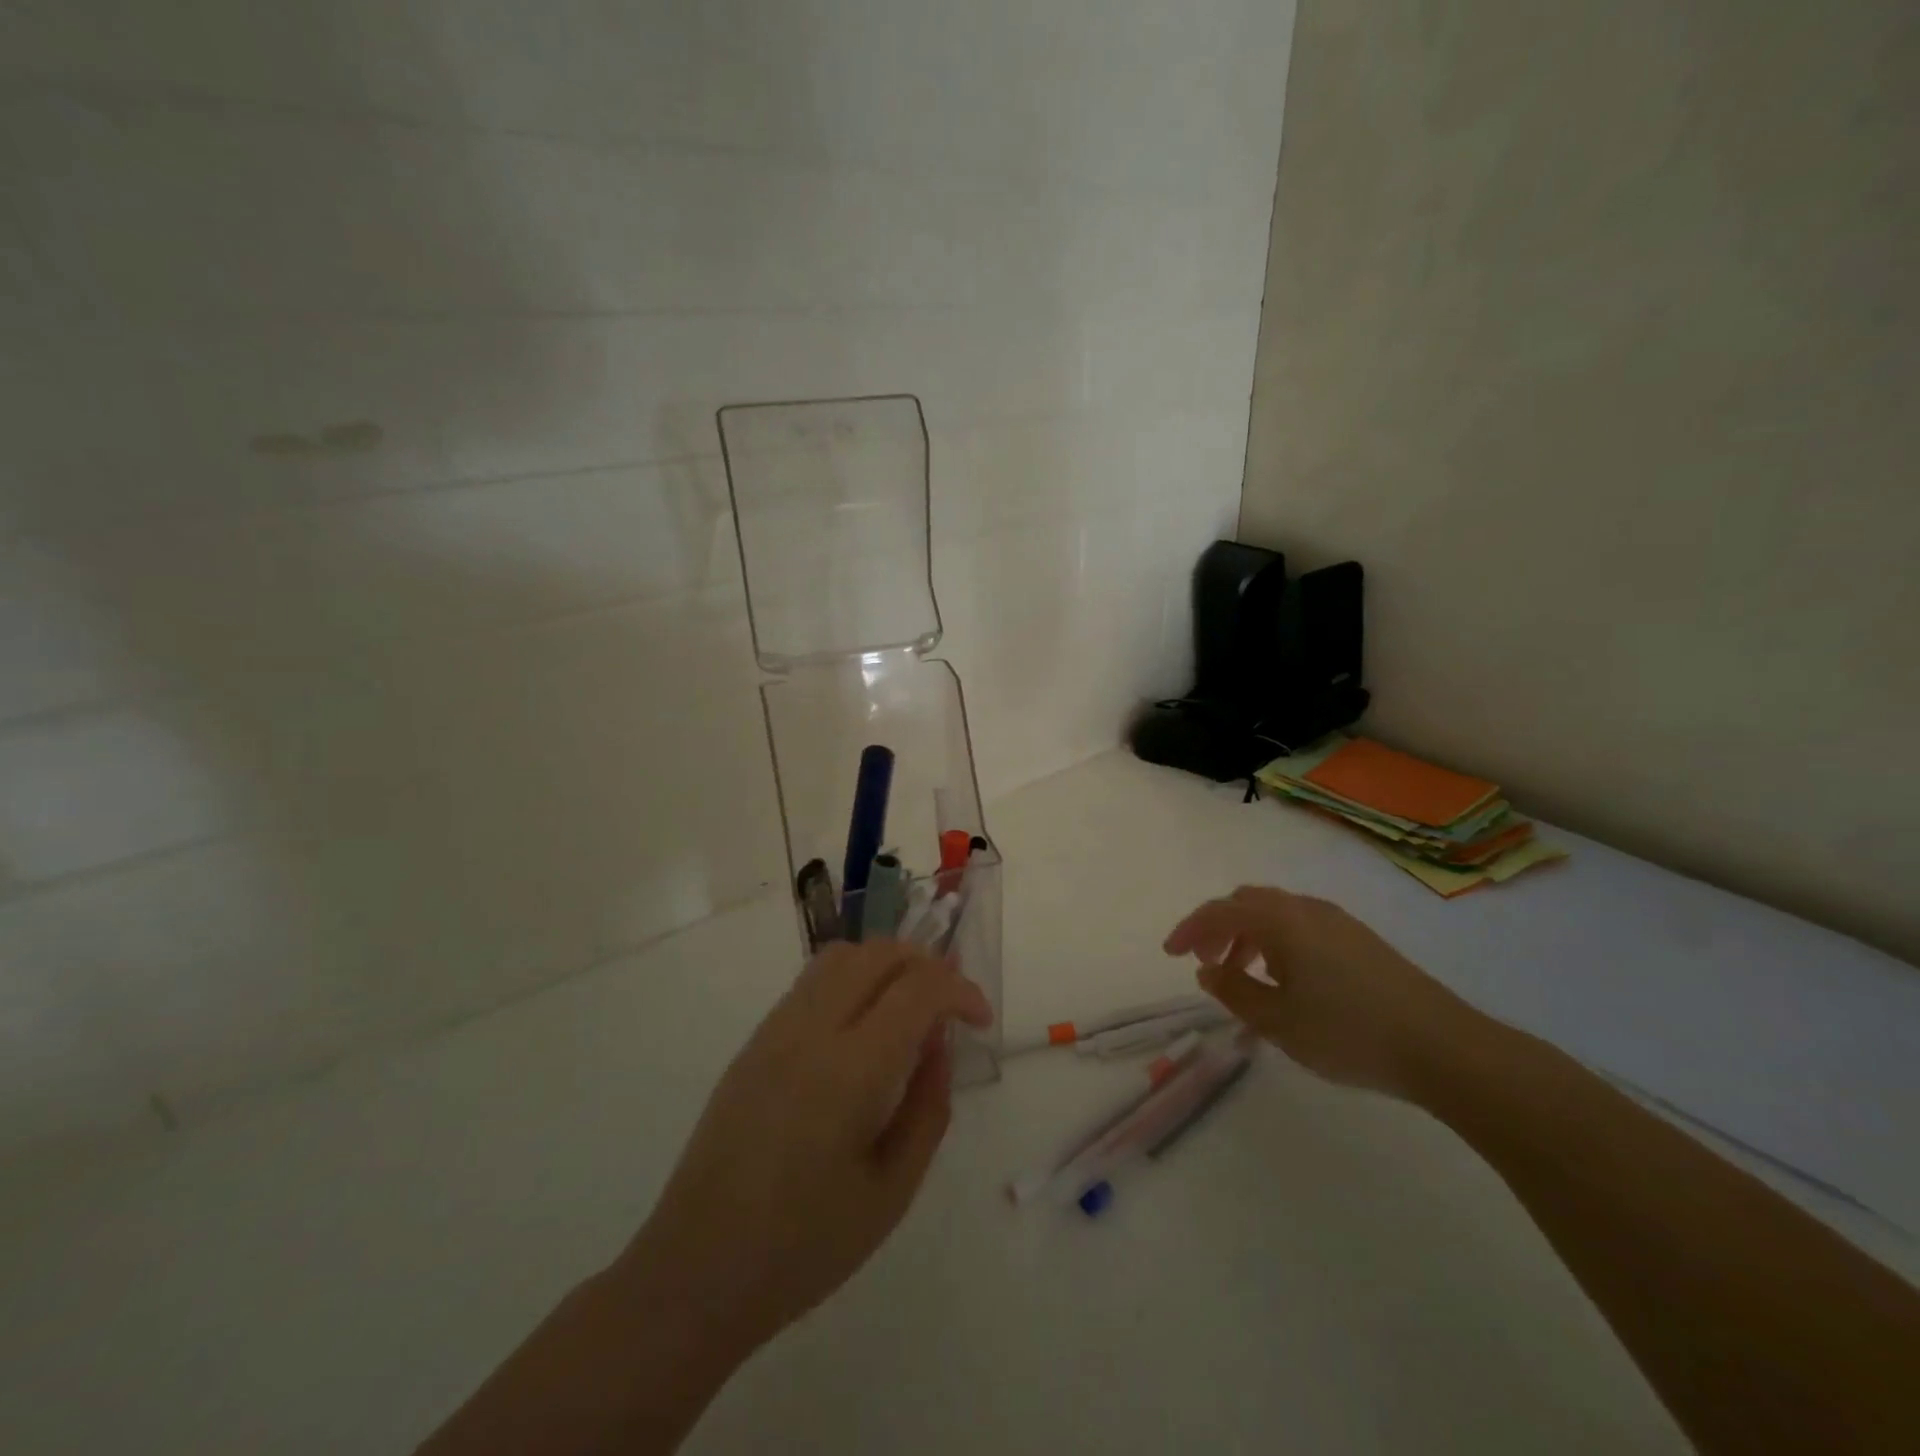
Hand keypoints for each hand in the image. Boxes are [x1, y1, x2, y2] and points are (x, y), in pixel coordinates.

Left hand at [614, 939, 992, 1365]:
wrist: (695, 1270)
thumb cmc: (804, 1247)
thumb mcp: (892, 1191)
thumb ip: (928, 1108)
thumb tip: (940, 1044)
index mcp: (850, 1070)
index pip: (918, 988)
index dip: (960, 991)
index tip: (980, 1021)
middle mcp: (810, 1030)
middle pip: (879, 954)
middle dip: (927, 965)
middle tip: (950, 1007)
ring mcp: (776, 1029)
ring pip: (842, 956)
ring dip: (887, 964)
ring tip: (909, 1006)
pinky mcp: (755, 1040)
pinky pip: (812, 980)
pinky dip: (853, 979)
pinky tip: (863, 1026)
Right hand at [1164, 885, 1477, 1098]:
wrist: (1443, 1047)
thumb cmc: (1348, 1032)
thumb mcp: (1277, 1022)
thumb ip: (1234, 992)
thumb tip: (1209, 970)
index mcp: (1280, 921)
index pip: (1219, 911)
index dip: (1189, 929)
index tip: (1171, 954)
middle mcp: (1306, 909)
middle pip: (1247, 903)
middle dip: (1219, 929)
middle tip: (1209, 964)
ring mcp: (1338, 922)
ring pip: (1277, 915)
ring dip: (1250, 938)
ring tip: (1246, 978)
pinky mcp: (1361, 940)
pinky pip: (1302, 928)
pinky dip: (1278, 944)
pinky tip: (1288, 982)